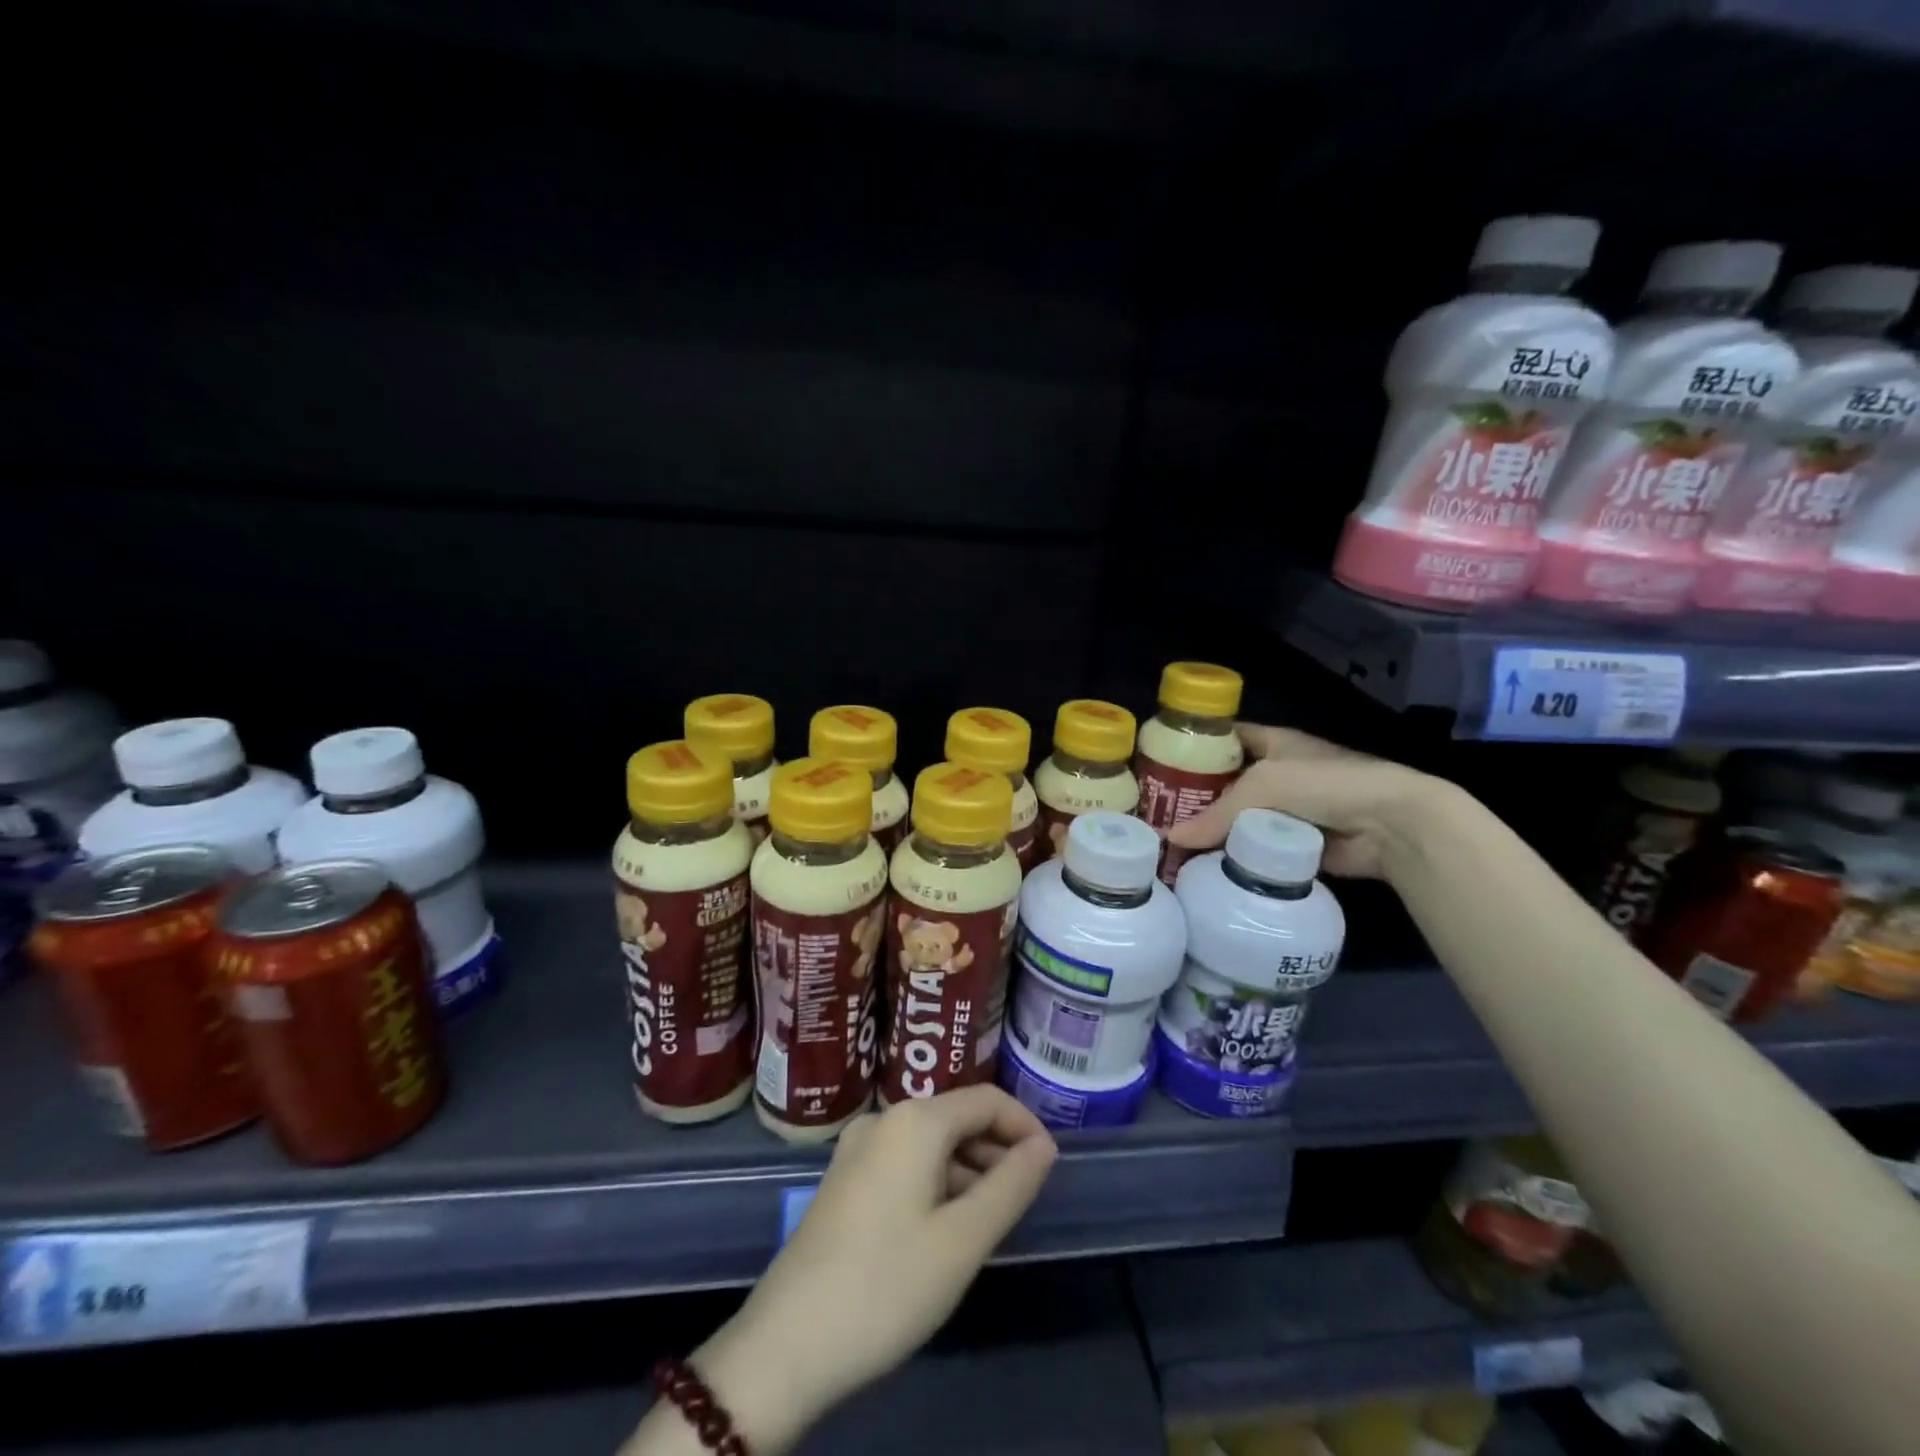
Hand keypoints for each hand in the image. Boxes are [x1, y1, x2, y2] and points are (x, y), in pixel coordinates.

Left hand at [685, 1087, 1057, 1452]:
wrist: (787, 1344)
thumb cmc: (888, 1284)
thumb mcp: (963, 1239)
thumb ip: (1011, 1186)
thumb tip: (1044, 1146)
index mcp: (915, 1120)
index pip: (986, 1099)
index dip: (1024, 1126)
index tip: (1049, 1169)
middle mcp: (884, 1119)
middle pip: (957, 1118)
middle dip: (996, 1151)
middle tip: (1023, 1202)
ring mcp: (858, 1149)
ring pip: (931, 1144)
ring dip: (968, 1171)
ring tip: (990, 1223)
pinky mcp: (844, 1180)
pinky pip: (905, 1164)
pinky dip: (937, 1184)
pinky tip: (945, 1230)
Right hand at [1166, 723, 1445, 879]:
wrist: (1389, 823)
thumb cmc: (1323, 783)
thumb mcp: (1262, 786)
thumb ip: (1215, 814)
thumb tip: (1170, 839)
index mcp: (1273, 742)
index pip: (1225, 737)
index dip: (1195, 746)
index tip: (1160, 763)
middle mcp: (1279, 773)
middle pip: (1228, 782)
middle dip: (1197, 797)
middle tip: (1158, 814)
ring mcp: (1290, 810)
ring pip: (1241, 819)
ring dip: (1215, 831)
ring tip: (1173, 845)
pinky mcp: (1297, 844)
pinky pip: (1258, 849)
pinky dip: (1237, 856)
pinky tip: (1206, 866)